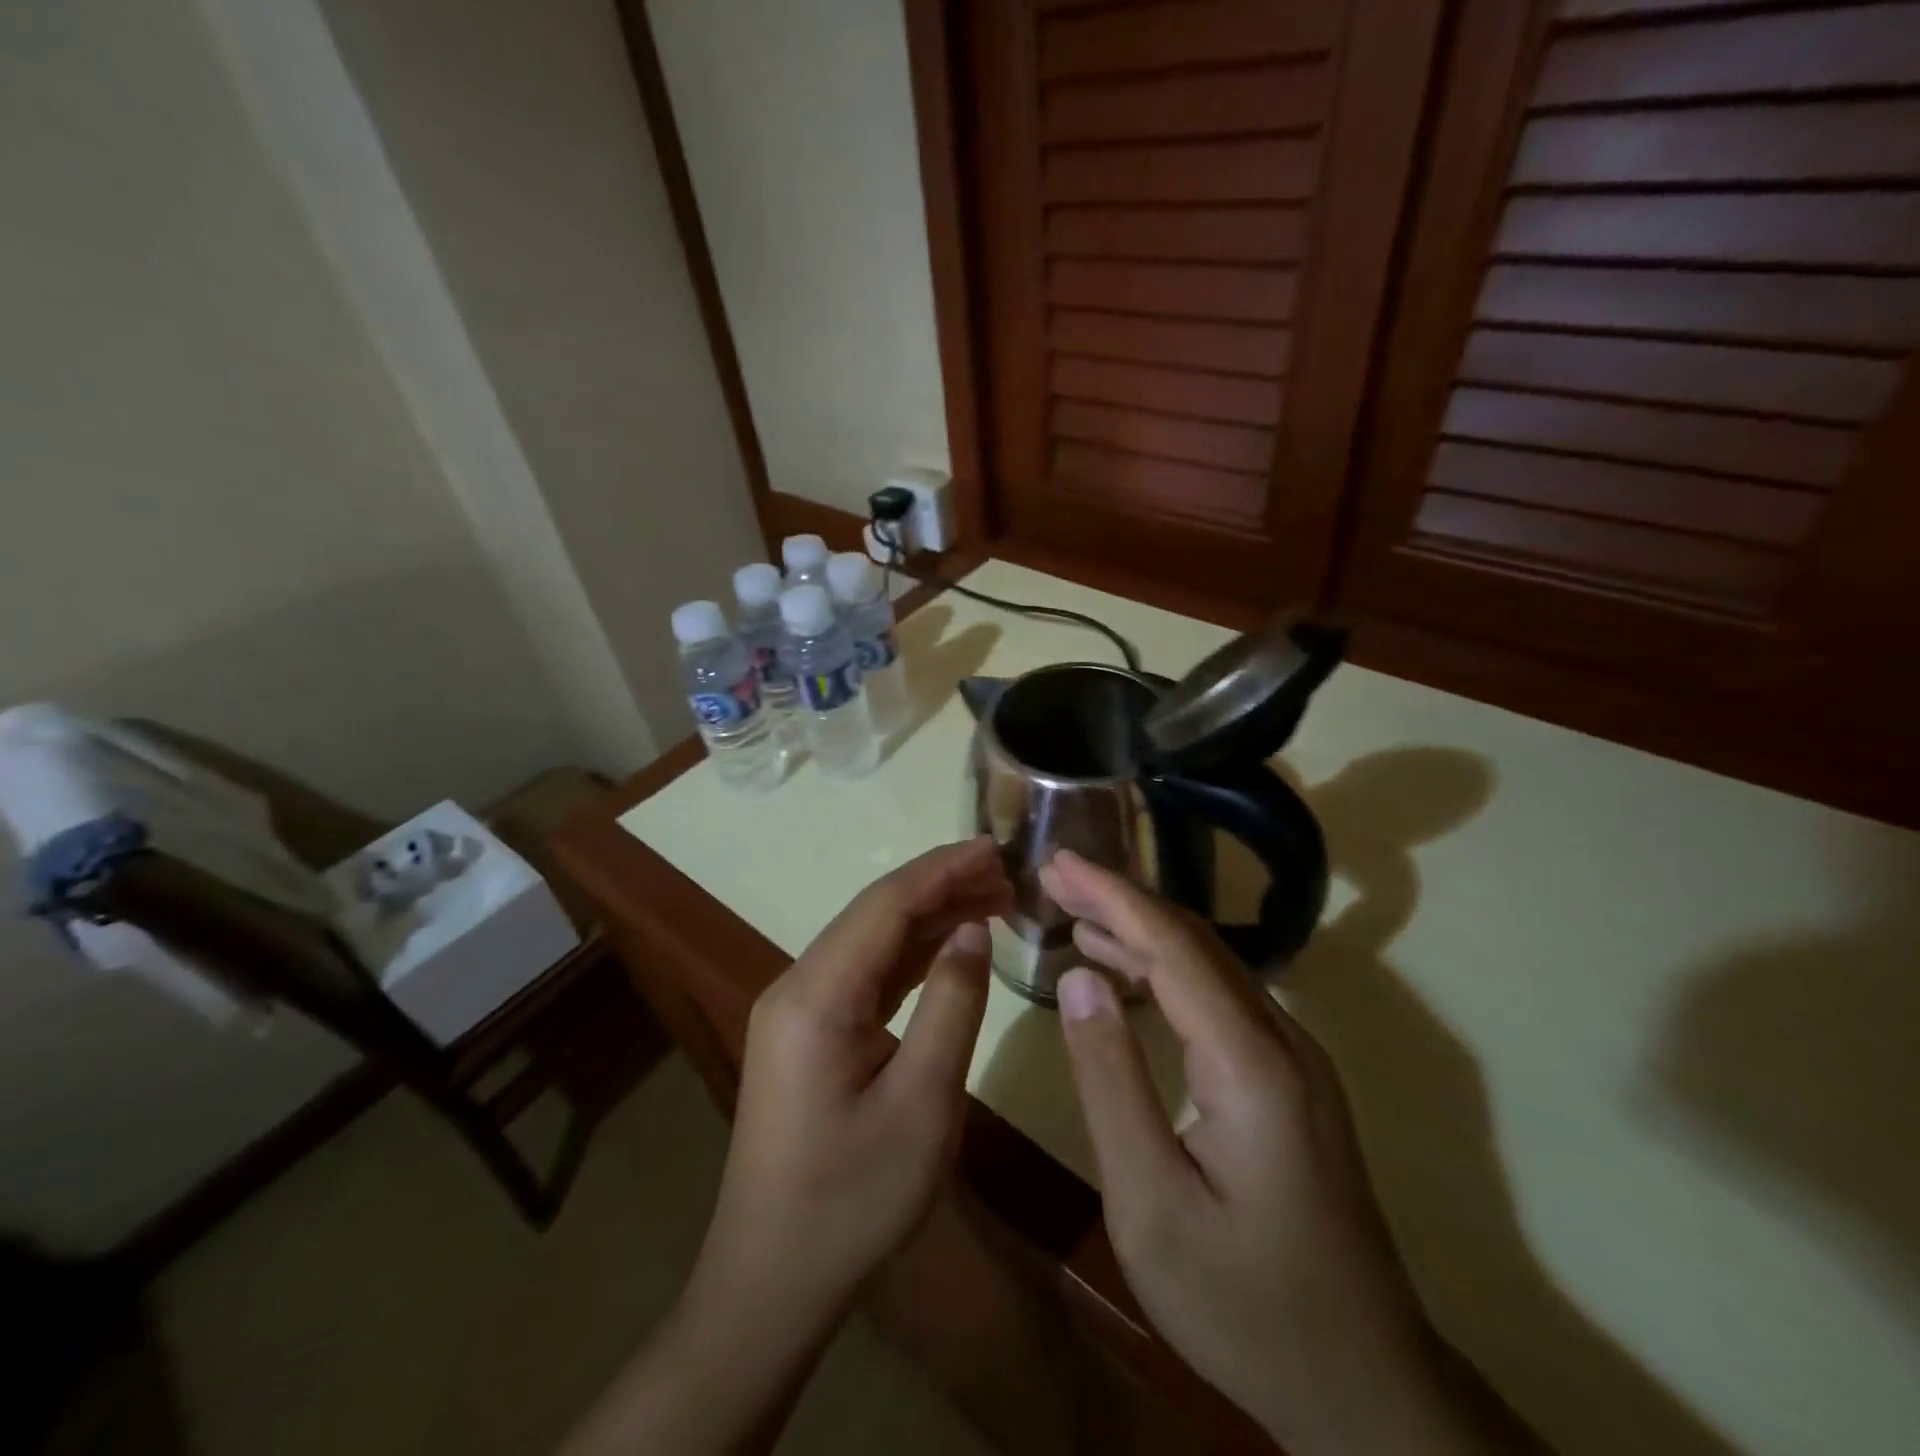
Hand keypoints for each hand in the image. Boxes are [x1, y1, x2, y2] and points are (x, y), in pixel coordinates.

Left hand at [563, 838, 1009, 1455]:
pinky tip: (948, 947)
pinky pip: (863, 974)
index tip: (995, 847)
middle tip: (1006, 875)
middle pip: (875, 914)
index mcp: (816, 996)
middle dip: (940, 887)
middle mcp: (798, 986)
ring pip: (870, 941)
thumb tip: (972, 930)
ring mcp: (797, 1009)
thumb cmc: (853, 1199)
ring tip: (990, 900)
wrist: (771, 1281)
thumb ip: (952, 1004)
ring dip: (927, 918)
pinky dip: (909, 955)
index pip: (885, 905)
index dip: (942, 869)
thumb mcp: (923, 1103)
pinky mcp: (806, 1033)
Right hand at [1043, 850, 1512, 1454]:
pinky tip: (1124, 974)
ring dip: (1141, 932)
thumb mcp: (1149, 1202)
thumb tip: (1079, 980)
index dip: (1112, 896)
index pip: (1172, 946)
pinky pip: (1218, 998)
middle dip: (1122, 900)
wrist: (1365, 1390)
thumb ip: (1109, 1080)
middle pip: (1194, 942)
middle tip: (1057, 877)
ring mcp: (1293, 1059)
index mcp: (1249, 1061)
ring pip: (1209, 966)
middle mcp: (1280, 1040)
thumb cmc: (1244, 1304)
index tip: (1059, 862)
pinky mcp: (1288, 1080)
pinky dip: (1163, 971)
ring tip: (1076, 914)